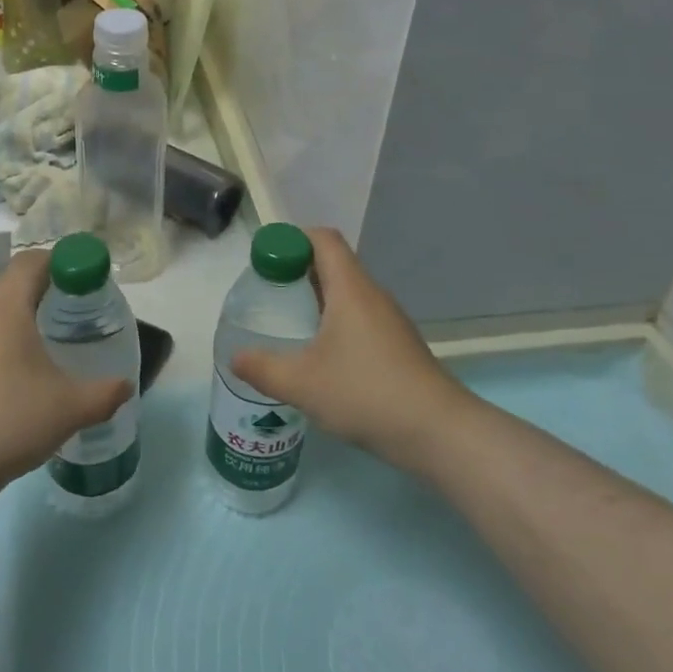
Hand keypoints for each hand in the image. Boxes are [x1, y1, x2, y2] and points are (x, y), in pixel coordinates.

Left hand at [0, 251, 132, 503]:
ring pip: (0, 311)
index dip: (63, 260)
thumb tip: (126, 386)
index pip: (33, 261)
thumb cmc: (9, 421)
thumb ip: (105, 393)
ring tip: (59, 338)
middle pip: (16, 282)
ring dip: (29, 314)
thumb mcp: (70, 408)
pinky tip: (29, 372)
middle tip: (82, 306)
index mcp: (6, 307)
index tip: (90, 277)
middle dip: (50, 287)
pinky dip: (12, 339)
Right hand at [231, 227, 467, 469]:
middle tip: (268, 294)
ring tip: (288, 325)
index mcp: (350, 288)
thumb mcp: (302, 383)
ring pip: (346, 293)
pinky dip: (334, 322)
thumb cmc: (366, 393)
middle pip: (333, 264)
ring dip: (316, 299)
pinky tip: (320, 356)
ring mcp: (389, 321)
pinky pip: (359, 317)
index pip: (323, 239)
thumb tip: (234, 357)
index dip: (292, 240)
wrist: (438, 432)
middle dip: (297, 271)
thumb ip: (262, 368)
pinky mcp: (397, 345)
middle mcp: (372, 295)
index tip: (266, 261)